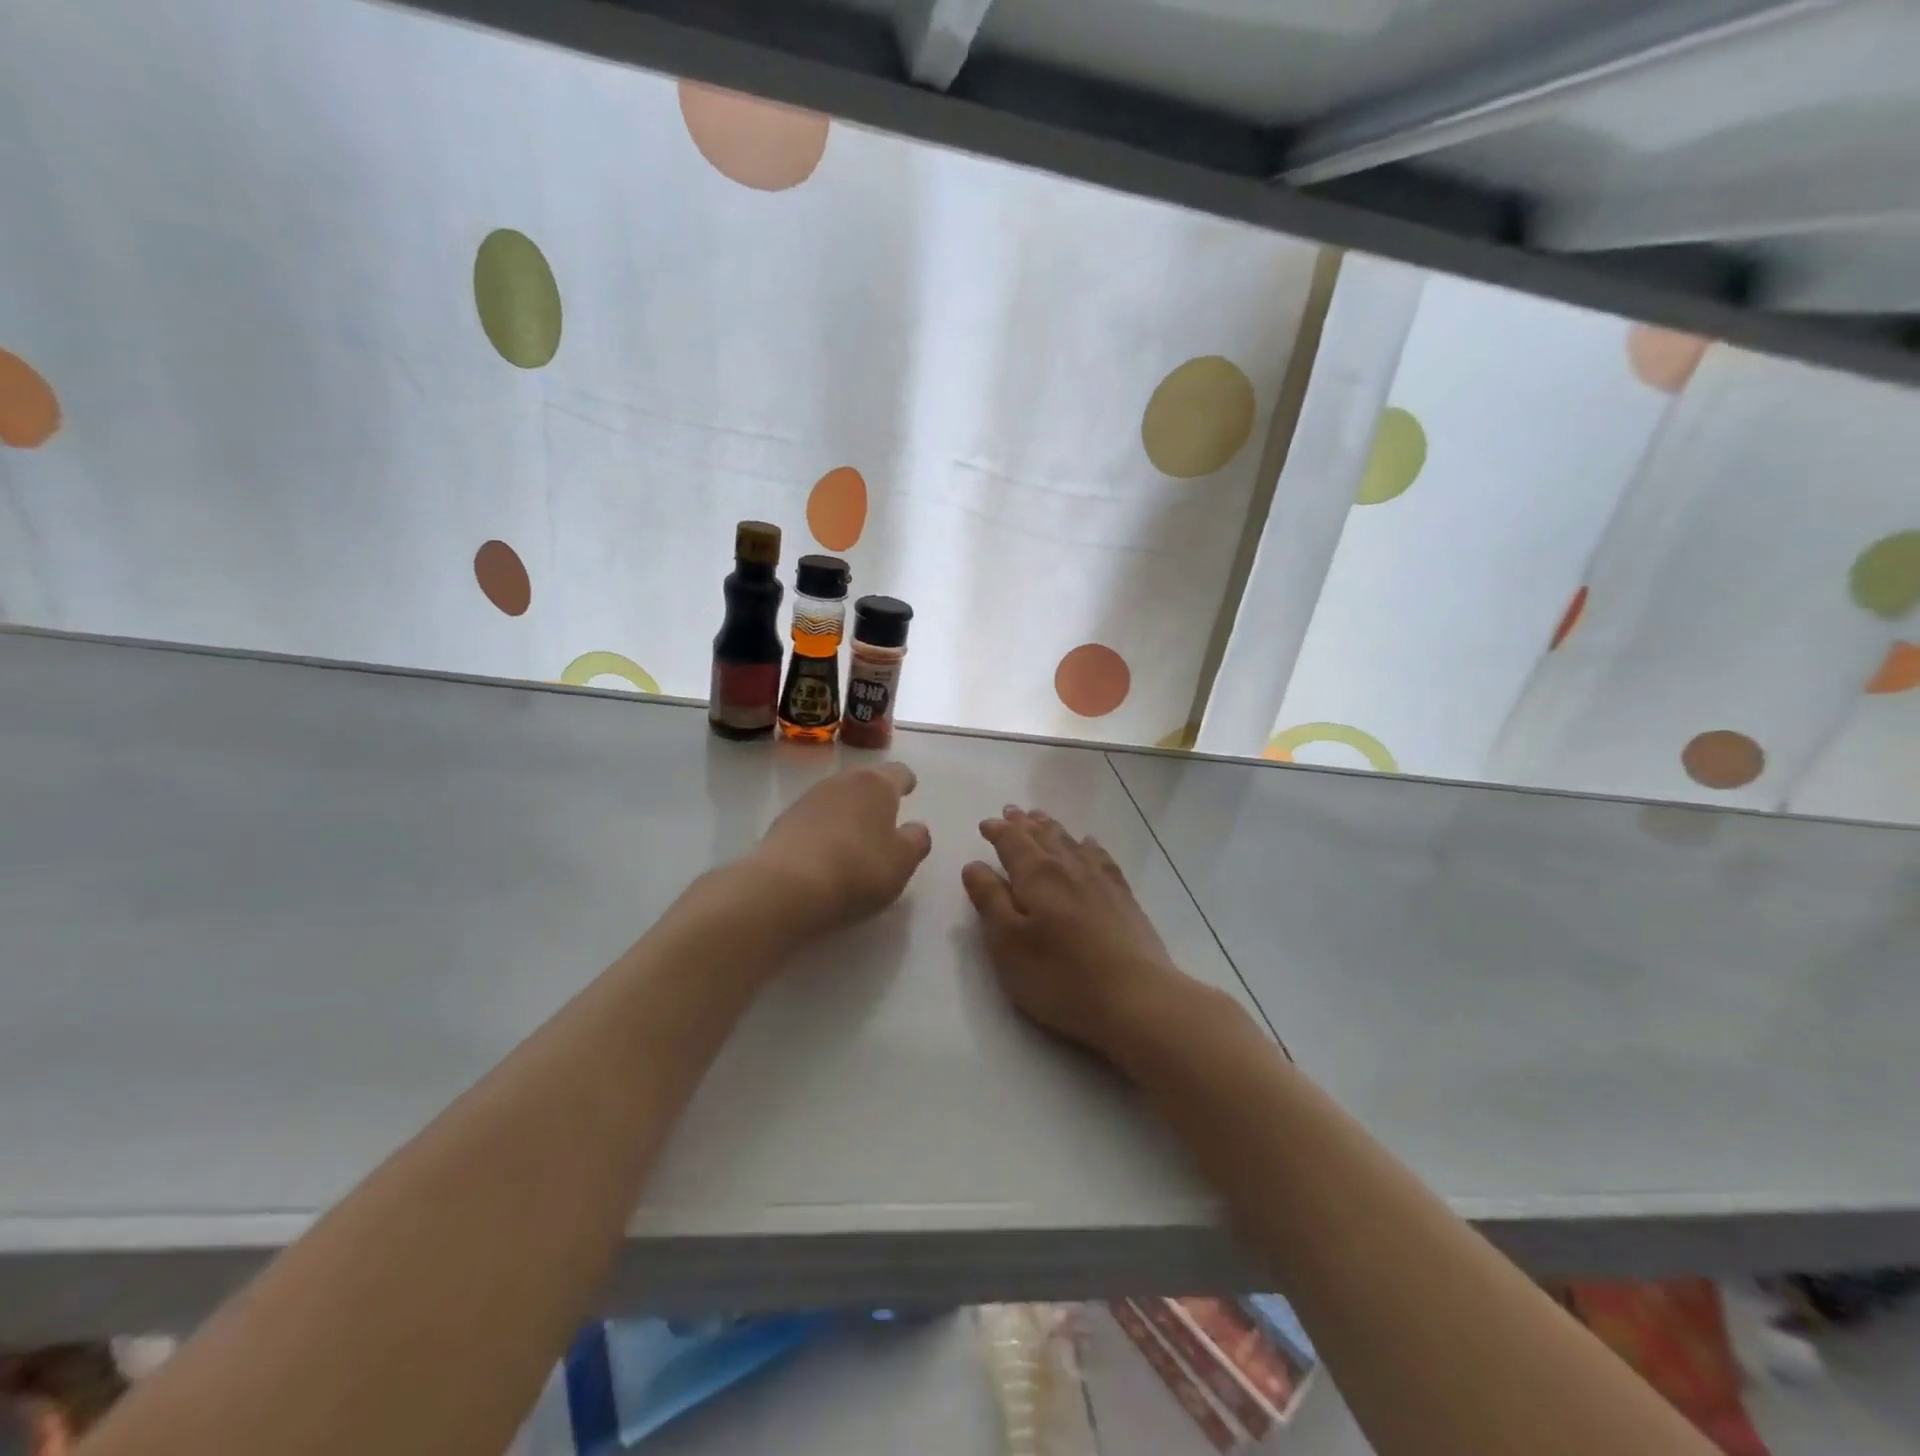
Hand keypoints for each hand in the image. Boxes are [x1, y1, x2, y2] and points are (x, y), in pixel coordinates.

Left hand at [746, 762, 932, 937]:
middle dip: (875, 798)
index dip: (906, 782)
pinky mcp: (783, 822)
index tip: (909, 789)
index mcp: (876, 784)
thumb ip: (916, 840)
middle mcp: (841, 782)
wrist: (786, 887)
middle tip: (884, 819)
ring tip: (854, 840)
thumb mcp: (903, 861)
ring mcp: (808, 799)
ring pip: (837, 799)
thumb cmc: (858, 869)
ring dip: (847, 813)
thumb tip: (915, 828)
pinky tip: (825, 854)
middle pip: (864, 782)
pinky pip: (813, 820)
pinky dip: (823, 831)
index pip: (898, 772)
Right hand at [961, 806, 1192, 1064]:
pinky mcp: (1123, 897)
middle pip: (1042, 835)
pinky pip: (1100, 857)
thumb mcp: (1008, 944)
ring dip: (1051, 828)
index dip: (997, 831)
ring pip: (1070, 841)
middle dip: (1023, 823)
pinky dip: (1088, 845)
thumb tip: (975, 865)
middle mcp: (1068, 867)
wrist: (1136, 999)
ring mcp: (1100, 880)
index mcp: (1036, 875)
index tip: (985, 824)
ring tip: (1041, 818)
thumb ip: (989, 901)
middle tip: (1011, 811)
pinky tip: (1088, 844)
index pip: (1011, 842)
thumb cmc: (1060, 976)